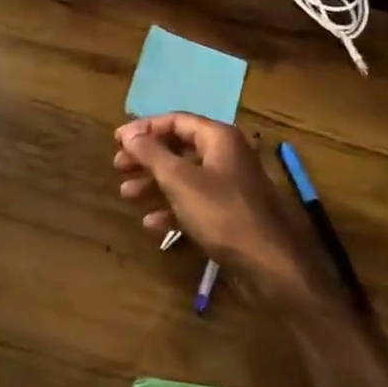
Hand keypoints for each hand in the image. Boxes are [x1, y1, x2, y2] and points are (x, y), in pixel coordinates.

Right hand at [114, 115, 332, 306]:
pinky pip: (195, 202)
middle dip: (147, 158)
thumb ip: (151, 154)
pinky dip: (172, 208)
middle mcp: (226, 155)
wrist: (270, 265)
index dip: (144, 128)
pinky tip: (152, 223)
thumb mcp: (180, 180)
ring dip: (154, 184)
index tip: (117, 140)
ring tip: (126, 195)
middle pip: (178, 148)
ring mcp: (230, 186)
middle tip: (118, 167)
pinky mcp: (230, 214)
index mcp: (218, 137)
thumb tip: (129, 133)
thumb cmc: (222, 213)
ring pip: (184, 177)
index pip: (175, 121)